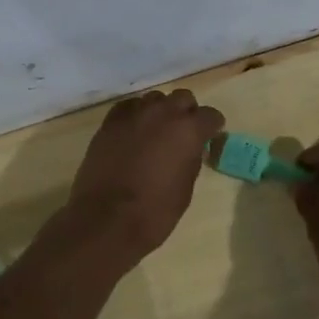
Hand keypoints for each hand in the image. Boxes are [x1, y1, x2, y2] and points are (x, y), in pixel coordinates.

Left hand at [66, 89, 225, 263]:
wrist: (106, 219)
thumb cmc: (154, 212)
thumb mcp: (185, 188)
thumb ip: (191, 159)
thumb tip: (190, 148)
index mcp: (188, 130)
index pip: (210, 115)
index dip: (212, 127)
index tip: (210, 137)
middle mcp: (163, 113)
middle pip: (182, 98)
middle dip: (186, 112)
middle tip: (183, 133)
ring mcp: (133, 114)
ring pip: (154, 99)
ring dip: (160, 111)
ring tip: (156, 132)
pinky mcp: (109, 122)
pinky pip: (128, 107)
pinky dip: (135, 115)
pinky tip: (134, 131)